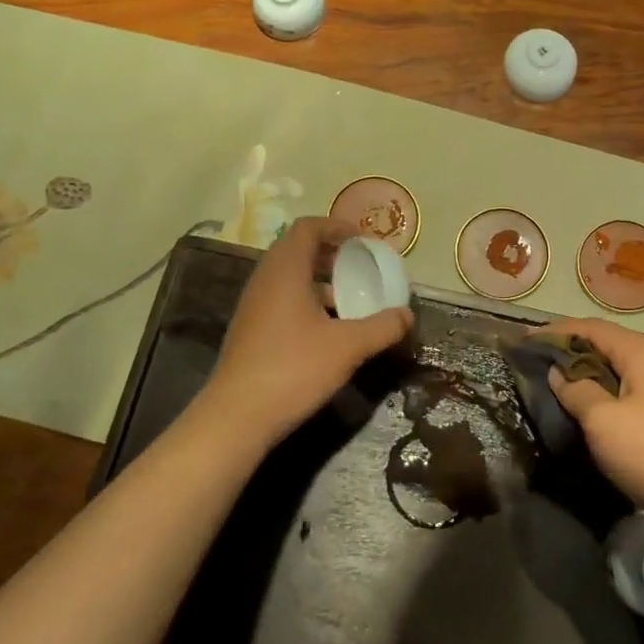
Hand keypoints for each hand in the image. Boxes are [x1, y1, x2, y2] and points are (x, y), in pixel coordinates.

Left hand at [200, 218, 412, 448]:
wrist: (236, 417)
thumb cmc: (293, 369)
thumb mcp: (347, 347)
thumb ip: (382, 327)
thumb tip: (407, 315)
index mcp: (285, 270)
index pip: (308, 227)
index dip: (337, 227)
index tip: (364, 241)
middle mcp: (265, 280)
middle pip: (298, 249)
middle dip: (332, 254)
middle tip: (361, 267)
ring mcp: (253, 306)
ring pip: (290, 277)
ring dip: (320, 280)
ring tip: (350, 300)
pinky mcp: (250, 330)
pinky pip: (282, 300)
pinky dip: (307, 302)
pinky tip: (328, 330)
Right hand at [538, 317, 643, 552]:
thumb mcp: (603, 421)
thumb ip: (576, 390)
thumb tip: (558, 373)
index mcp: (641, 351)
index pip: (589, 327)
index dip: (555, 332)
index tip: (524, 341)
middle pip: (603, 343)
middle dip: (567, 349)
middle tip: (533, 362)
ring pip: (613, 367)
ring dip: (583, 372)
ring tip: (551, 382)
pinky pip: (624, 388)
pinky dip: (600, 390)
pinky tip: (581, 405)